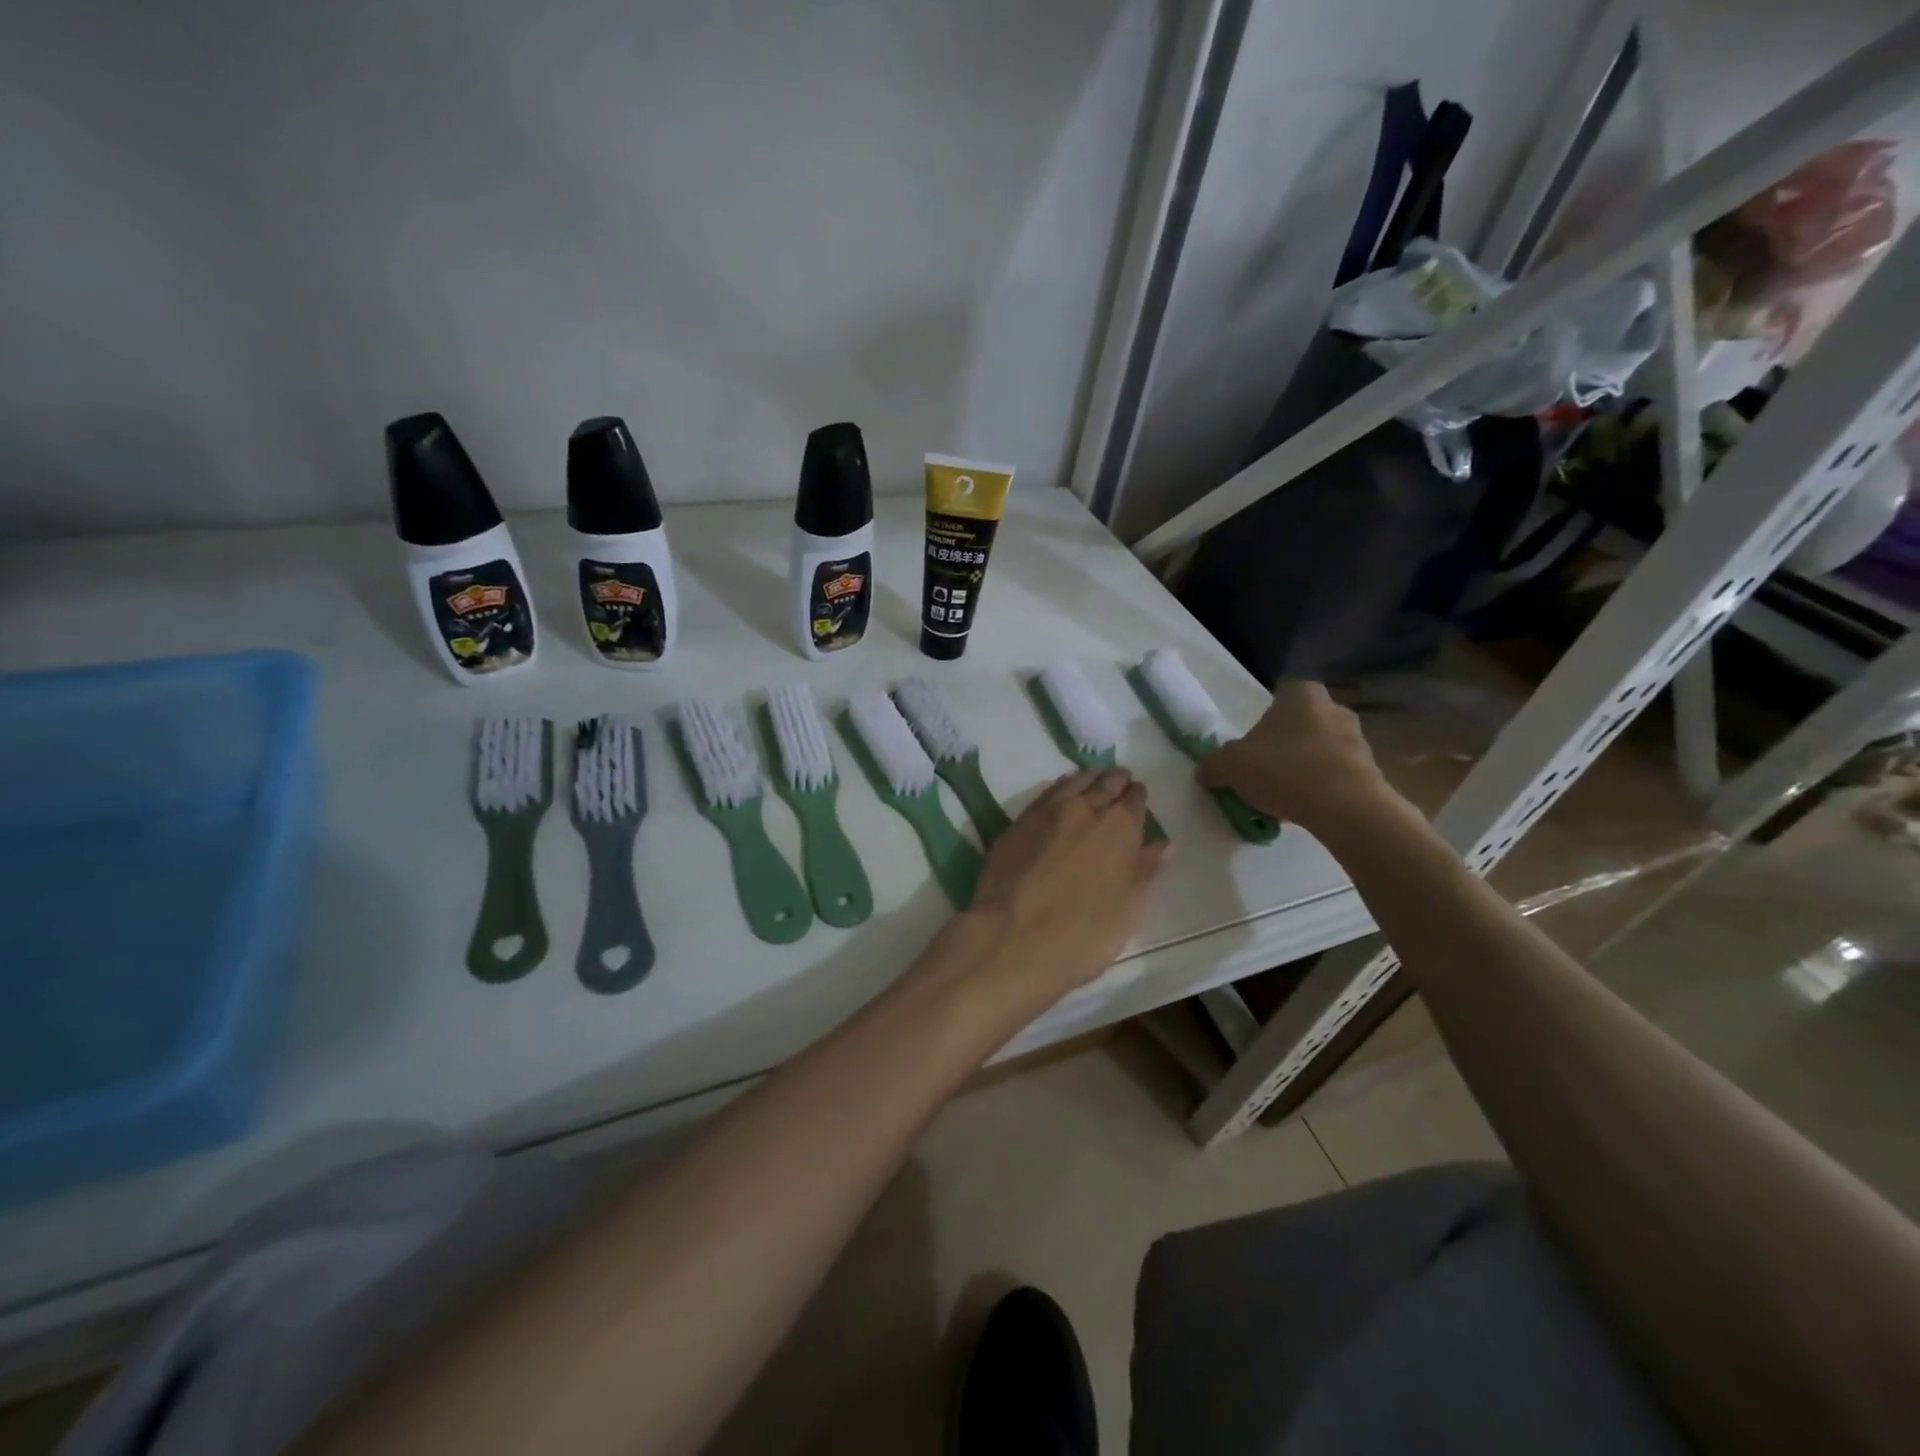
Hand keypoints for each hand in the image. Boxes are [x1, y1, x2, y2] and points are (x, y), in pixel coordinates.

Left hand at [957, 770, 1169, 1012]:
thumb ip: (1146, 870)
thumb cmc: (1083, 933)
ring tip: (1093, 782)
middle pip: (1104, 783)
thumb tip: (1163, 844)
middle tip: (1119, 780)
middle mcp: (1085, 808)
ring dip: (1087, 780)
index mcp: (1119, 827)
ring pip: (1073, 782)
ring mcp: (1047, 812)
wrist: (1012, 937)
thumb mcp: (1128, 909)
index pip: (1134, 799)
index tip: (1138, 796)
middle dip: (1115, 781)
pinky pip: (1046, 794)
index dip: (1137, 797)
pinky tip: (1060, 797)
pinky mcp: (1017, 822)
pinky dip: (1060, 789)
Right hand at [1197, 682, 1387, 830]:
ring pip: (1321, 748)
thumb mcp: (1230, 766)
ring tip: (1284, 794)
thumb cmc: (1284, 770)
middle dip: (1285, 742)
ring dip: (1305, 765)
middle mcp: (1334, 708)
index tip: (1253, 742)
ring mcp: (1358, 739)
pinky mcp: (1372, 770)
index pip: (1280, 694)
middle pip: (1302, 722)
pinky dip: (1323, 786)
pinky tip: (1306, 806)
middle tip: (1264, 768)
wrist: (1345, 808)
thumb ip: (1213, 765)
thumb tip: (1206, 771)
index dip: (1265, 718)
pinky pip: (1337, 773)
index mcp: (1301, 694)